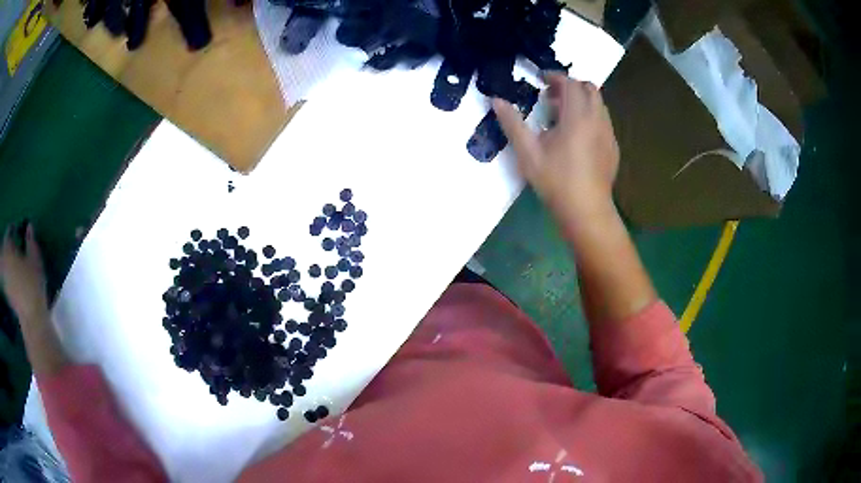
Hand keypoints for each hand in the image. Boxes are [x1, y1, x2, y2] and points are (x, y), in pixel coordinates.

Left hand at [0, 222, 48, 321]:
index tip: (18, 230)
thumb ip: (30, 241)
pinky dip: (9, 276)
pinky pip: (7, 279)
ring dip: (9, 261)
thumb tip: (29, 226)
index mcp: (8, 247)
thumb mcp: (35, 258)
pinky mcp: (7, 294)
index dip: (13, 229)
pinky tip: (15, 280)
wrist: (31, 318)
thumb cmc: (32, 283)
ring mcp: (5, 279)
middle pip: (5, 248)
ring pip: (5, 265)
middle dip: (9, 246)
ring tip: (16, 263)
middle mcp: (4, 260)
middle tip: (16, 246)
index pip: (9, 231)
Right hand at [492, 73, 619, 219]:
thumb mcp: (528, 153)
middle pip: (590, 89)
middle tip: (552, 97)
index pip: (570, 83)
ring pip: (599, 104)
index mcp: (577, 117)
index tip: (541, 80)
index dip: (555, 77)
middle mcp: (597, 120)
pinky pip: (603, 121)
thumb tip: (496, 100)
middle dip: (571, 86)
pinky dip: (590, 117)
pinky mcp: (613, 148)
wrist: (586, 211)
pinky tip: (577, 137)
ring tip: (563, 116)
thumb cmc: (556, 181)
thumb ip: (512, 123)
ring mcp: (608, 134)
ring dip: (582, 101)